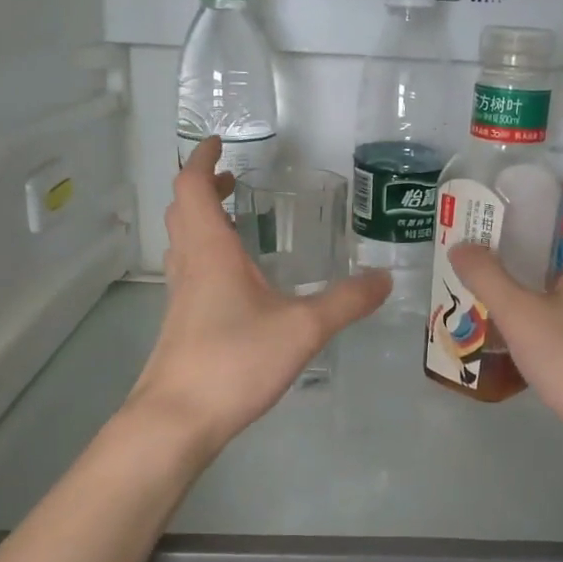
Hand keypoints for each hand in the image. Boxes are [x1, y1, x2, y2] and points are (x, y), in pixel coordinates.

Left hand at [124, 137, 390, 456]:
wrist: (178, 419)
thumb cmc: (235, 362)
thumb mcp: (303, 328)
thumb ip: (346, 302)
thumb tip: (384, 279)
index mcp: (211, 251)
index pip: (194, 187)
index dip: (203, 159)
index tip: (219, 142)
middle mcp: (190, 265)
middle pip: (183, 210)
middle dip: (206, 187)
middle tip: (236, 180)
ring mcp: (180, 297)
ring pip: (184, 242)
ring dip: (204, 220)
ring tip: (240, 221)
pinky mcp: (181, 324)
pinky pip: (191, 272)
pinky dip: (209, 255)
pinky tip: (239, 282)